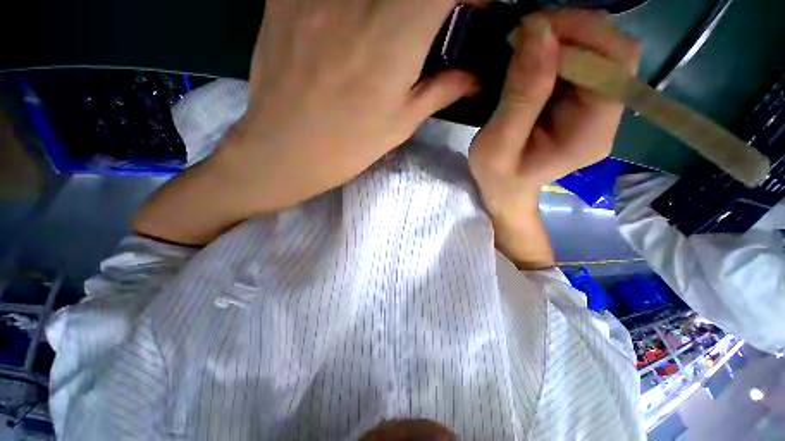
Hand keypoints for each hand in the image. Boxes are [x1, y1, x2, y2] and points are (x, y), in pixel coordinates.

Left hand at [214, 0, 481, 210]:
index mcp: (397, 34)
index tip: (469, 11)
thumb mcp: (400, 124)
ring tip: (381, 34)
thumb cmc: (349, 146)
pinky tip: (346, 24)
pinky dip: (346, 5)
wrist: (285, 151)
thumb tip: (475, 78)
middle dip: (426, 7)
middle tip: (424, 27)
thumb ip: (441, 90)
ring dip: (387, 8)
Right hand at [468, 10, 639, 266]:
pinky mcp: (581, 104)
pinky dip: (555, 52)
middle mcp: (607, 116)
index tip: (531, 31)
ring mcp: (596, 109)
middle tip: (524, 34)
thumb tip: (538, 29)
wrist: (504, 191)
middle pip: (611, 52)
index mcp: (592, 132)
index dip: (580, 35)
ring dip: (561, 39)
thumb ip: (521, 94)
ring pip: (596, 52)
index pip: (613, 63)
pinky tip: (530, 59)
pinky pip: (579, 63)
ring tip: (523, 46)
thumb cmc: (498, 176)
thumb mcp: (499, 142)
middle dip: (570, 32)